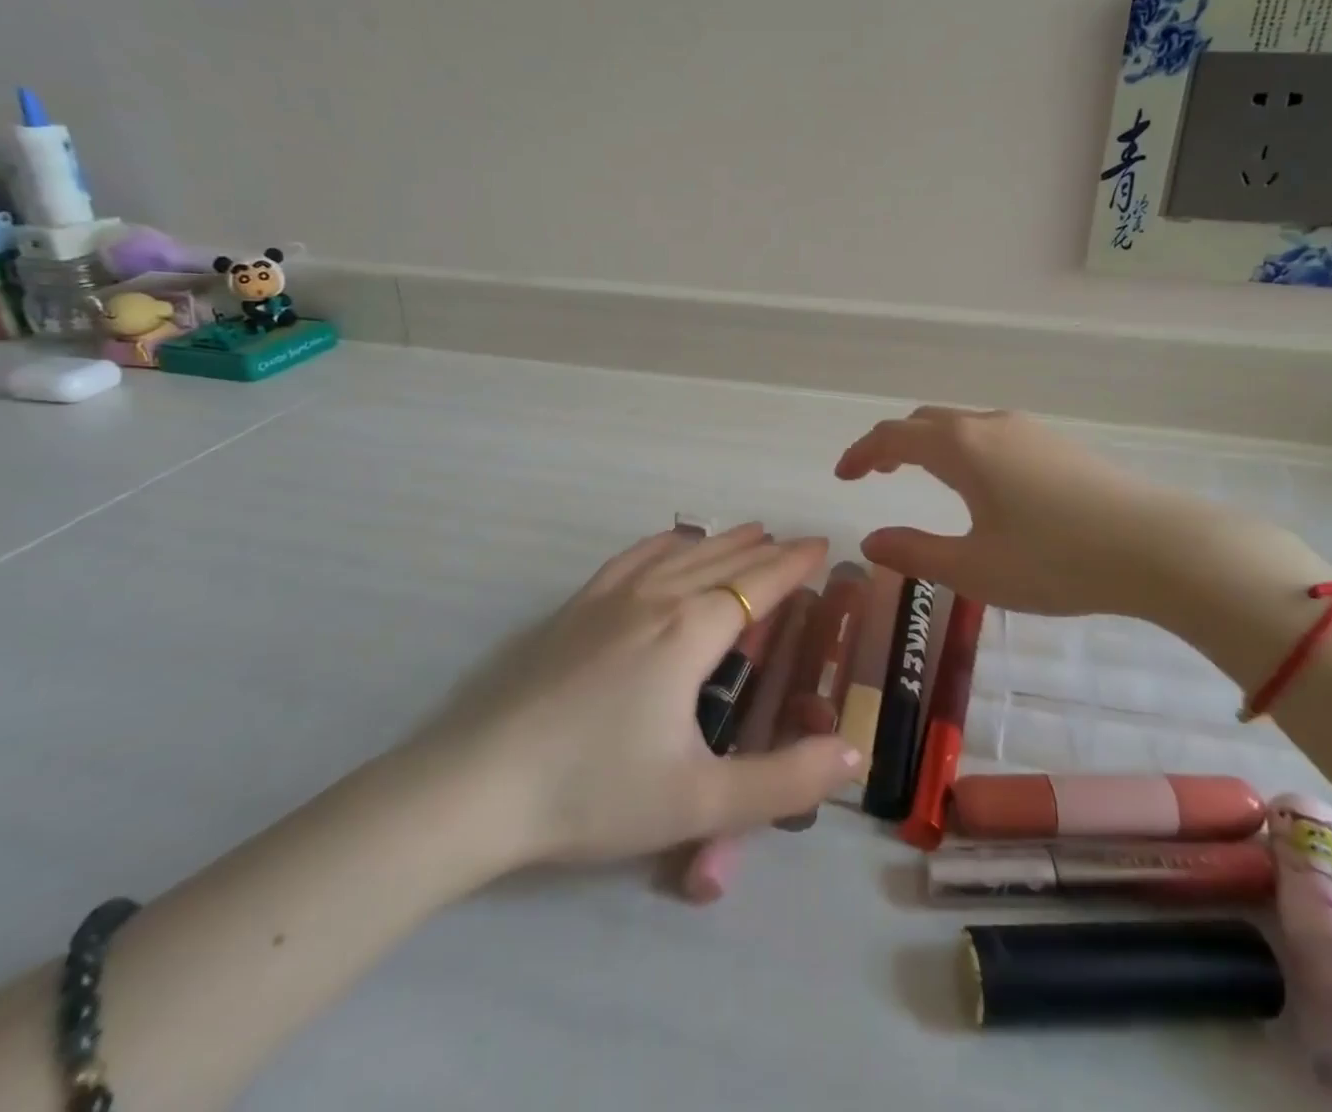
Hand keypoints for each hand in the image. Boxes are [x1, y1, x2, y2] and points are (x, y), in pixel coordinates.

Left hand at [411, 524, 863, 874]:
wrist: (480, 786)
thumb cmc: (596, 792)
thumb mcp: (700, 801)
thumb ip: (783, 781)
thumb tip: (852, 756)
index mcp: (690, 633)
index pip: (758, 586)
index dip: (794, 566)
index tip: (823, 547)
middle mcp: (655, 600)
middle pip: (723, 563)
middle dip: (765, 550)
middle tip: (796, 542)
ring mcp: (609, 600)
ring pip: (680, 554)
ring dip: (721, 541)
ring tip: (749, 532)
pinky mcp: (574, 610)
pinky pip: (632, 558)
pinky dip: (663, 544)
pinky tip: (670, 542)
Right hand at [836, 406, 1286, 621]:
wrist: (1161, 547)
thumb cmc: (1057, 561)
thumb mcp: (975, 568)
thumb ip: (915, 553)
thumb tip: (871, 541)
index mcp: (962, 449)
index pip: (893, 436)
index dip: (861, 453)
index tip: (843, 476)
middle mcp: (990, 427)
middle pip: (926, 421)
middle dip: (893, 443)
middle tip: (877, 473)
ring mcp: (1029, 431)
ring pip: (962, 425)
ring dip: (930, 444)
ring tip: (922, 475)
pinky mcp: (1059, 444)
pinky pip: (992, 434)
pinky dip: (963, 448)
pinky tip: (981, 484)